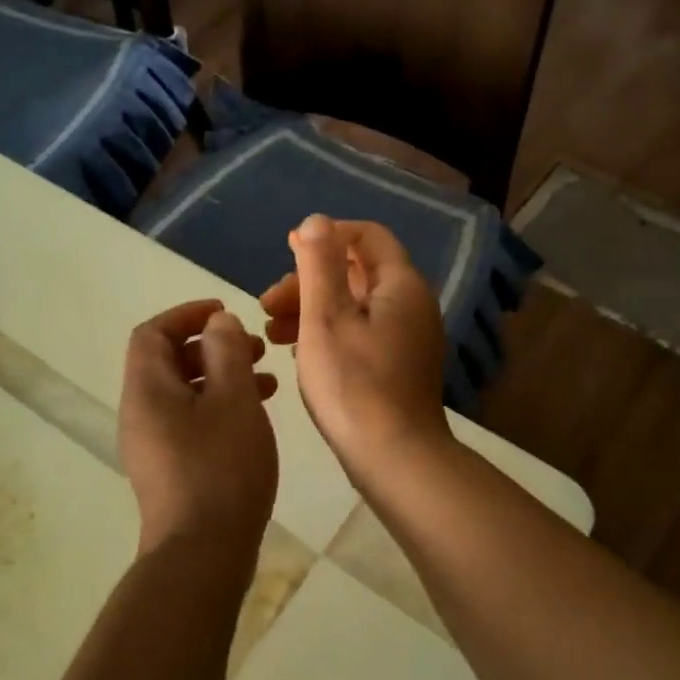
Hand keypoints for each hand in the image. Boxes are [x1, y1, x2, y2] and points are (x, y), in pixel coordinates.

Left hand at [119, 300, 278, 558]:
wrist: (202, 555)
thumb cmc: (221, 468)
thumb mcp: (233, 399)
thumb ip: (226, 352)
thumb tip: (218, 322)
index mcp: (147, 390)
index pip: (152, 333)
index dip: (187, 315)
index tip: (225, 312)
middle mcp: (140, 414)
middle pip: (167, 361)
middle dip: (211, 346)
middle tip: (254, 348)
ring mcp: (152, 445)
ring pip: (183, 393)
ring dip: (220, 377)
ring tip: (266, 381)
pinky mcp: (169, 470)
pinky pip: (190, 421)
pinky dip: (219, 407)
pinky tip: (254, 417)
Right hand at [259, 217, 451, 482]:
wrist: (395, 459)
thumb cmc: (354, 385)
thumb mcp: (326, 318)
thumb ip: (319, 265)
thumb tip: (317, 220)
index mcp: (400, 286)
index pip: (367, 236)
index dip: (327, 235)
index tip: (288, 248)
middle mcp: (411, 306)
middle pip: (357, 273)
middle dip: (308, 280)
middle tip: (267, 303)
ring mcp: (408, 339)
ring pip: (354, 306)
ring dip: (312, 309)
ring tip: (271, 333)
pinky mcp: (399, 367)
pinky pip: (360, 334)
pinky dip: (328, 334)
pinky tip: (297, 354)